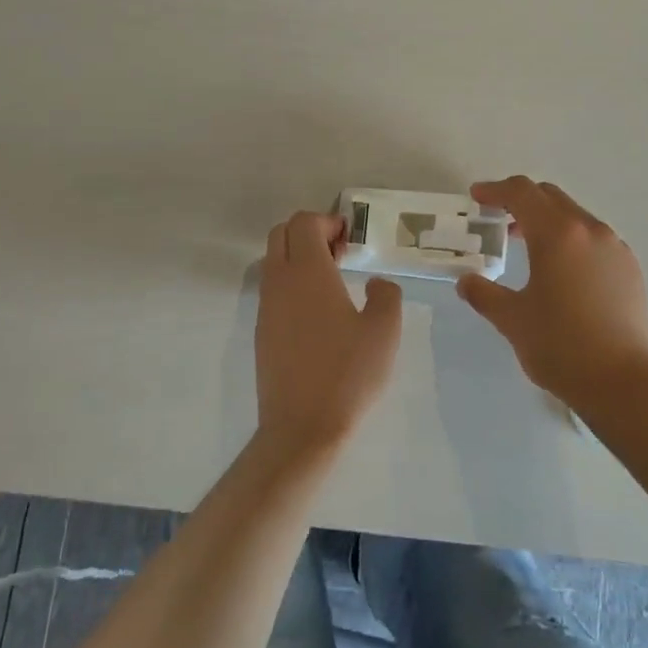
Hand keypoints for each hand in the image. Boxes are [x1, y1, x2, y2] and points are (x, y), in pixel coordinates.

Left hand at [255, 211, 403, 457]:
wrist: (302, 427)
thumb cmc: (348, 374)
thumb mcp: (384, 331)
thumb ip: (385, 295)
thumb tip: (375, 283)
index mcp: (308, 272)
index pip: (303, 222)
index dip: (327, 221)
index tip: (351, 239)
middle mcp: (280, 282)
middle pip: (281, 233)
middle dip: (309, 232)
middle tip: (340, 253)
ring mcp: (266, 307)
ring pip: (273, 261)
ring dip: (298, 257)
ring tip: (332, 283)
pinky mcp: (262, 331)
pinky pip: (272, 289)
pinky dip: (291, 283)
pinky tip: (318, 313)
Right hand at [458, 178, 647, 409]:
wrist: (624, 383)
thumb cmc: (561, 346)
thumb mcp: (512, 320)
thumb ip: (484, 294)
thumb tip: (466, 282)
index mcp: (557, 234)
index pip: (521, 193)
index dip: (495, 190)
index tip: (476, 197)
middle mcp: (589, 230)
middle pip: (550, 197)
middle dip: (520, 201)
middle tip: (496, 219)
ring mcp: (615, 248)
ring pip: (574, 216)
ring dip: (546, 220)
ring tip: (526, 245)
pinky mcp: (629, 269)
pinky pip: (593, 238)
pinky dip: (570, 239)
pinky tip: (560, 271)